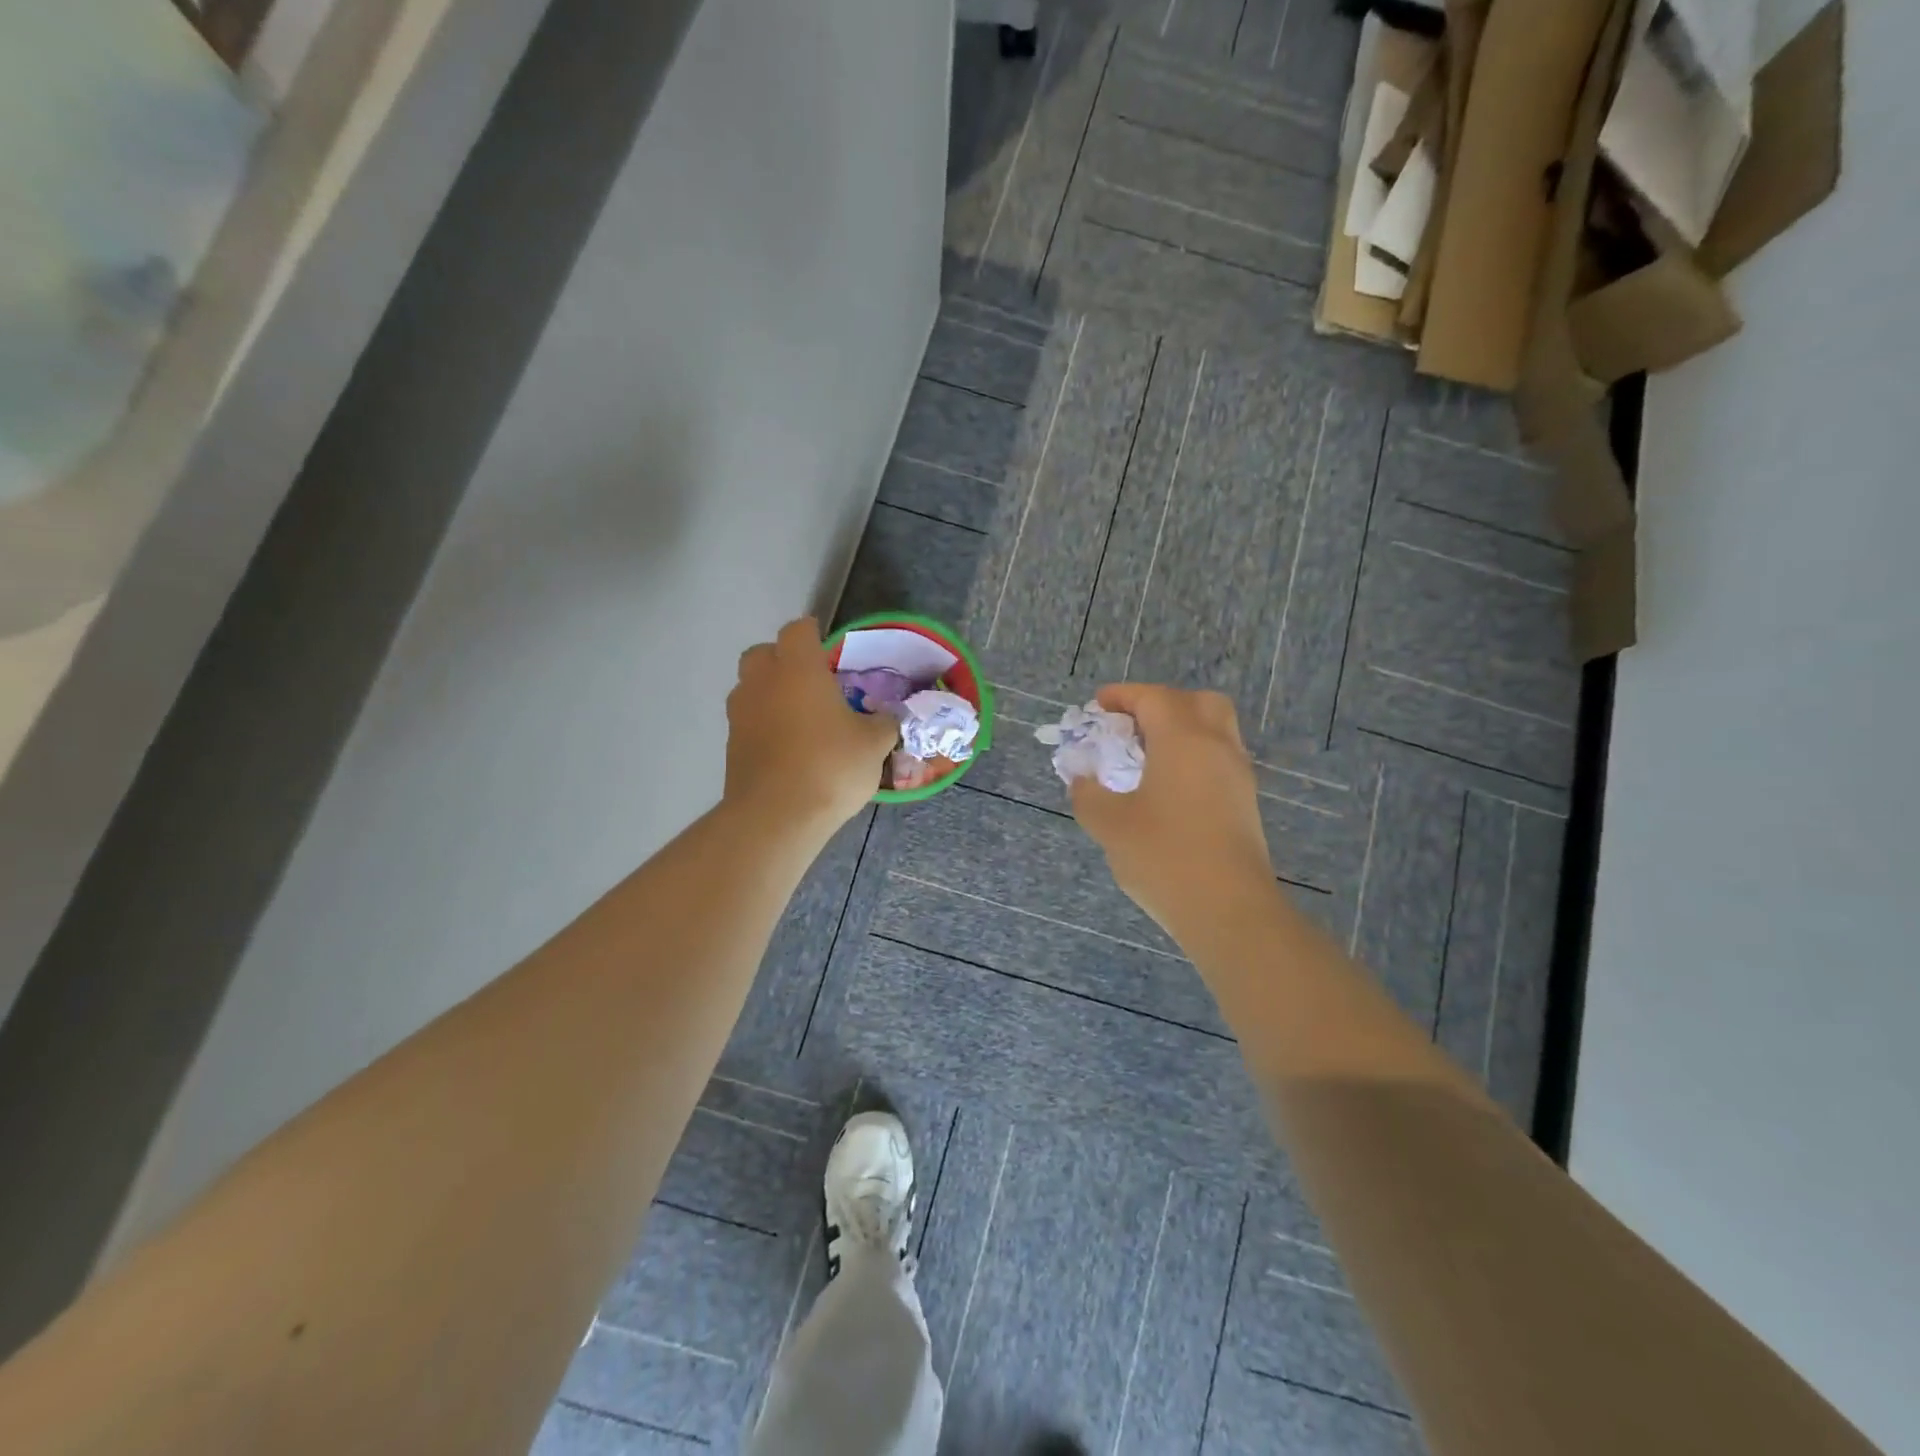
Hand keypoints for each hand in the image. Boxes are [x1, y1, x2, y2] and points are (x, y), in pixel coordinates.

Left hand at [724, 617, 897, 834]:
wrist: (777, 816)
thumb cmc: (831, 766)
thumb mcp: (874, 744)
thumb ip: (883, 723)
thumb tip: (888, 718)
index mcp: (798, 668)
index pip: (798, 630)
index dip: (812, 634)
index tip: (828, 647)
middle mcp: (762, 682)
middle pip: (762, 653)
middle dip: (783, 660)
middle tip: (811, 681)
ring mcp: (740, 714)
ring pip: (750, 687)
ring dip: (770, 693)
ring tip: (799, 717)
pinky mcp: (731, 745)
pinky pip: (748, 721)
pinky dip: (764, 725)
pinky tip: (788, 748)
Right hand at [1070, 684, 1277, 940]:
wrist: (1229, 910)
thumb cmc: (1164, 857)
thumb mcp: (1109, 825)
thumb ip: (1088, 795)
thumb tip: (1082, 781)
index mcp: (1183, 740)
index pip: (1154, 698)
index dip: (1123, 696)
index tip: (1097, 706)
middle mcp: (1217, 747)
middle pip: (1197, 703)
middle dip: (1162, 705)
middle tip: (1132, 728)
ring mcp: (1237, 776)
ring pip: (1215, 732)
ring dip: (1181, 732)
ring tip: (1146, 761)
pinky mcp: (1245, 804)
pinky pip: (1219, 761)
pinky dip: (1193, 759)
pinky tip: (1167, 791)